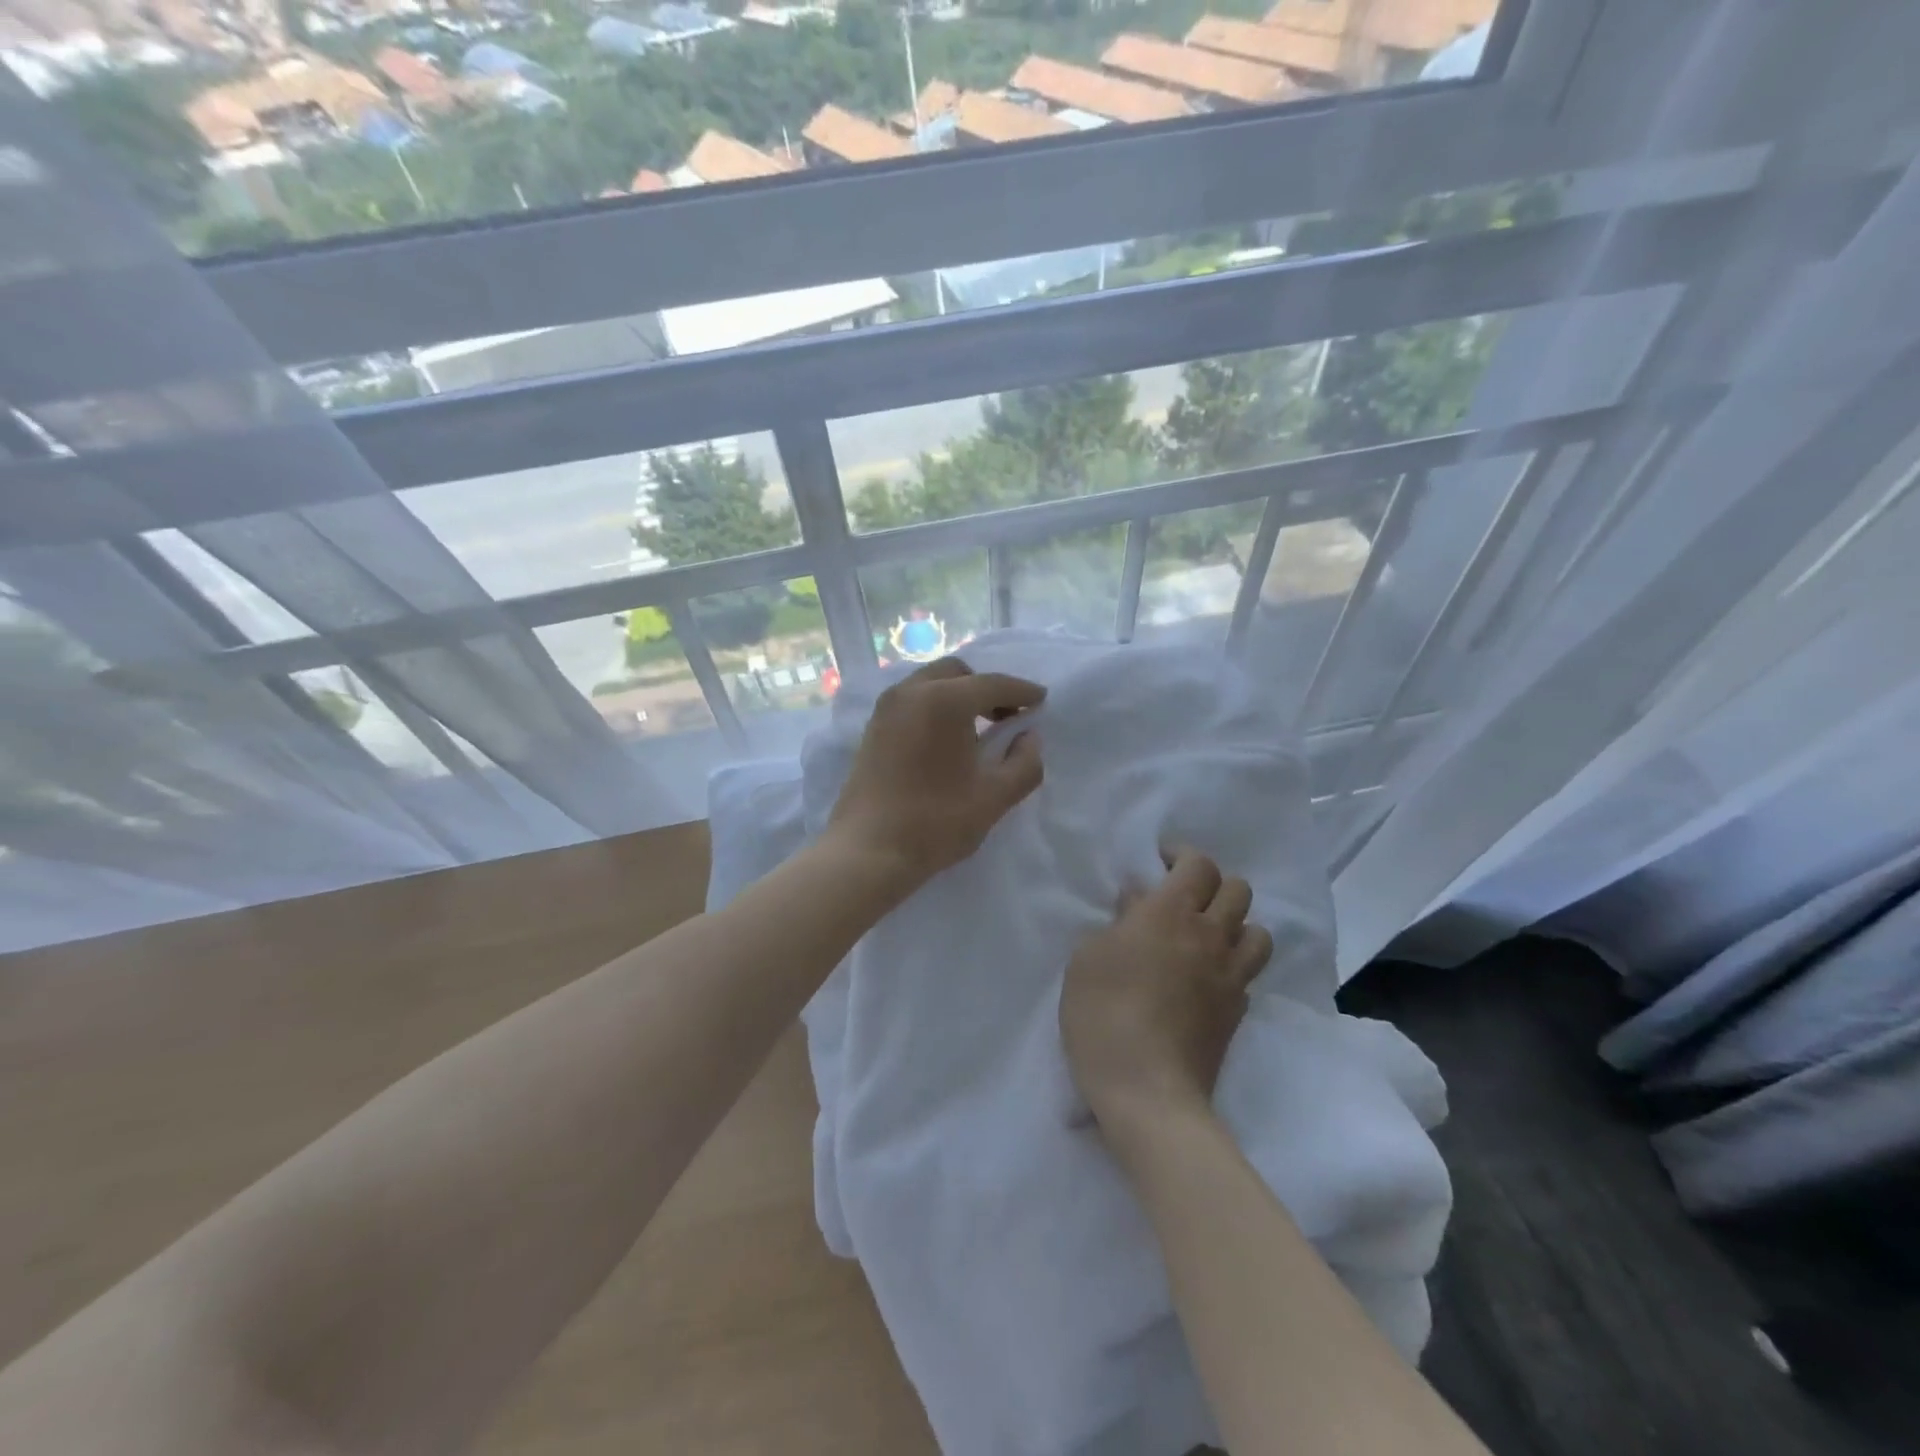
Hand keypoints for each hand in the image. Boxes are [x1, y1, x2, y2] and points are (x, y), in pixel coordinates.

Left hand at [827, 657, 1044, 891]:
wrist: (868, 851)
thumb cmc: (936, 822)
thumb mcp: (994, 797)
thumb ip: (1024, 763)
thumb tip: (1029, 737)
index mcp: (945, 700)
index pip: (993, 684)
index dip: (1021, 691)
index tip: (1040, 700)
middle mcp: (912, 691)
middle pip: (957, 674)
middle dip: (986, 689)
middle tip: (1007, 717)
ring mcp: (887, 708)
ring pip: (930, 684)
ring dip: (958, 696)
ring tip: (977, 731)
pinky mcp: (872, 728)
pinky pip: (911, 701)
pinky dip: (934, 707)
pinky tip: (945, 741)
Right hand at [1060, 847, 1273, 1132]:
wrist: (1147, 1089)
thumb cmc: (1103, 1013)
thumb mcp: (1088, 958)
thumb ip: (1118, 921)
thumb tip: (1138, 899)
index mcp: (1170, 913)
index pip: (1198, 864)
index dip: (1182, 855)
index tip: (1161, 861)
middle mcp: (1210, 935)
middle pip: (1238, 889)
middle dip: (1213, 884)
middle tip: (1183, 898)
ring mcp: (1231, 975)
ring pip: (1258, 930)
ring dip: (1236, 924)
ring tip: (1206, 936)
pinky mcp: (1239, 1010)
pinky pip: (1249, 972)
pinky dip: (1233, 965)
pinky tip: (1208, 978)